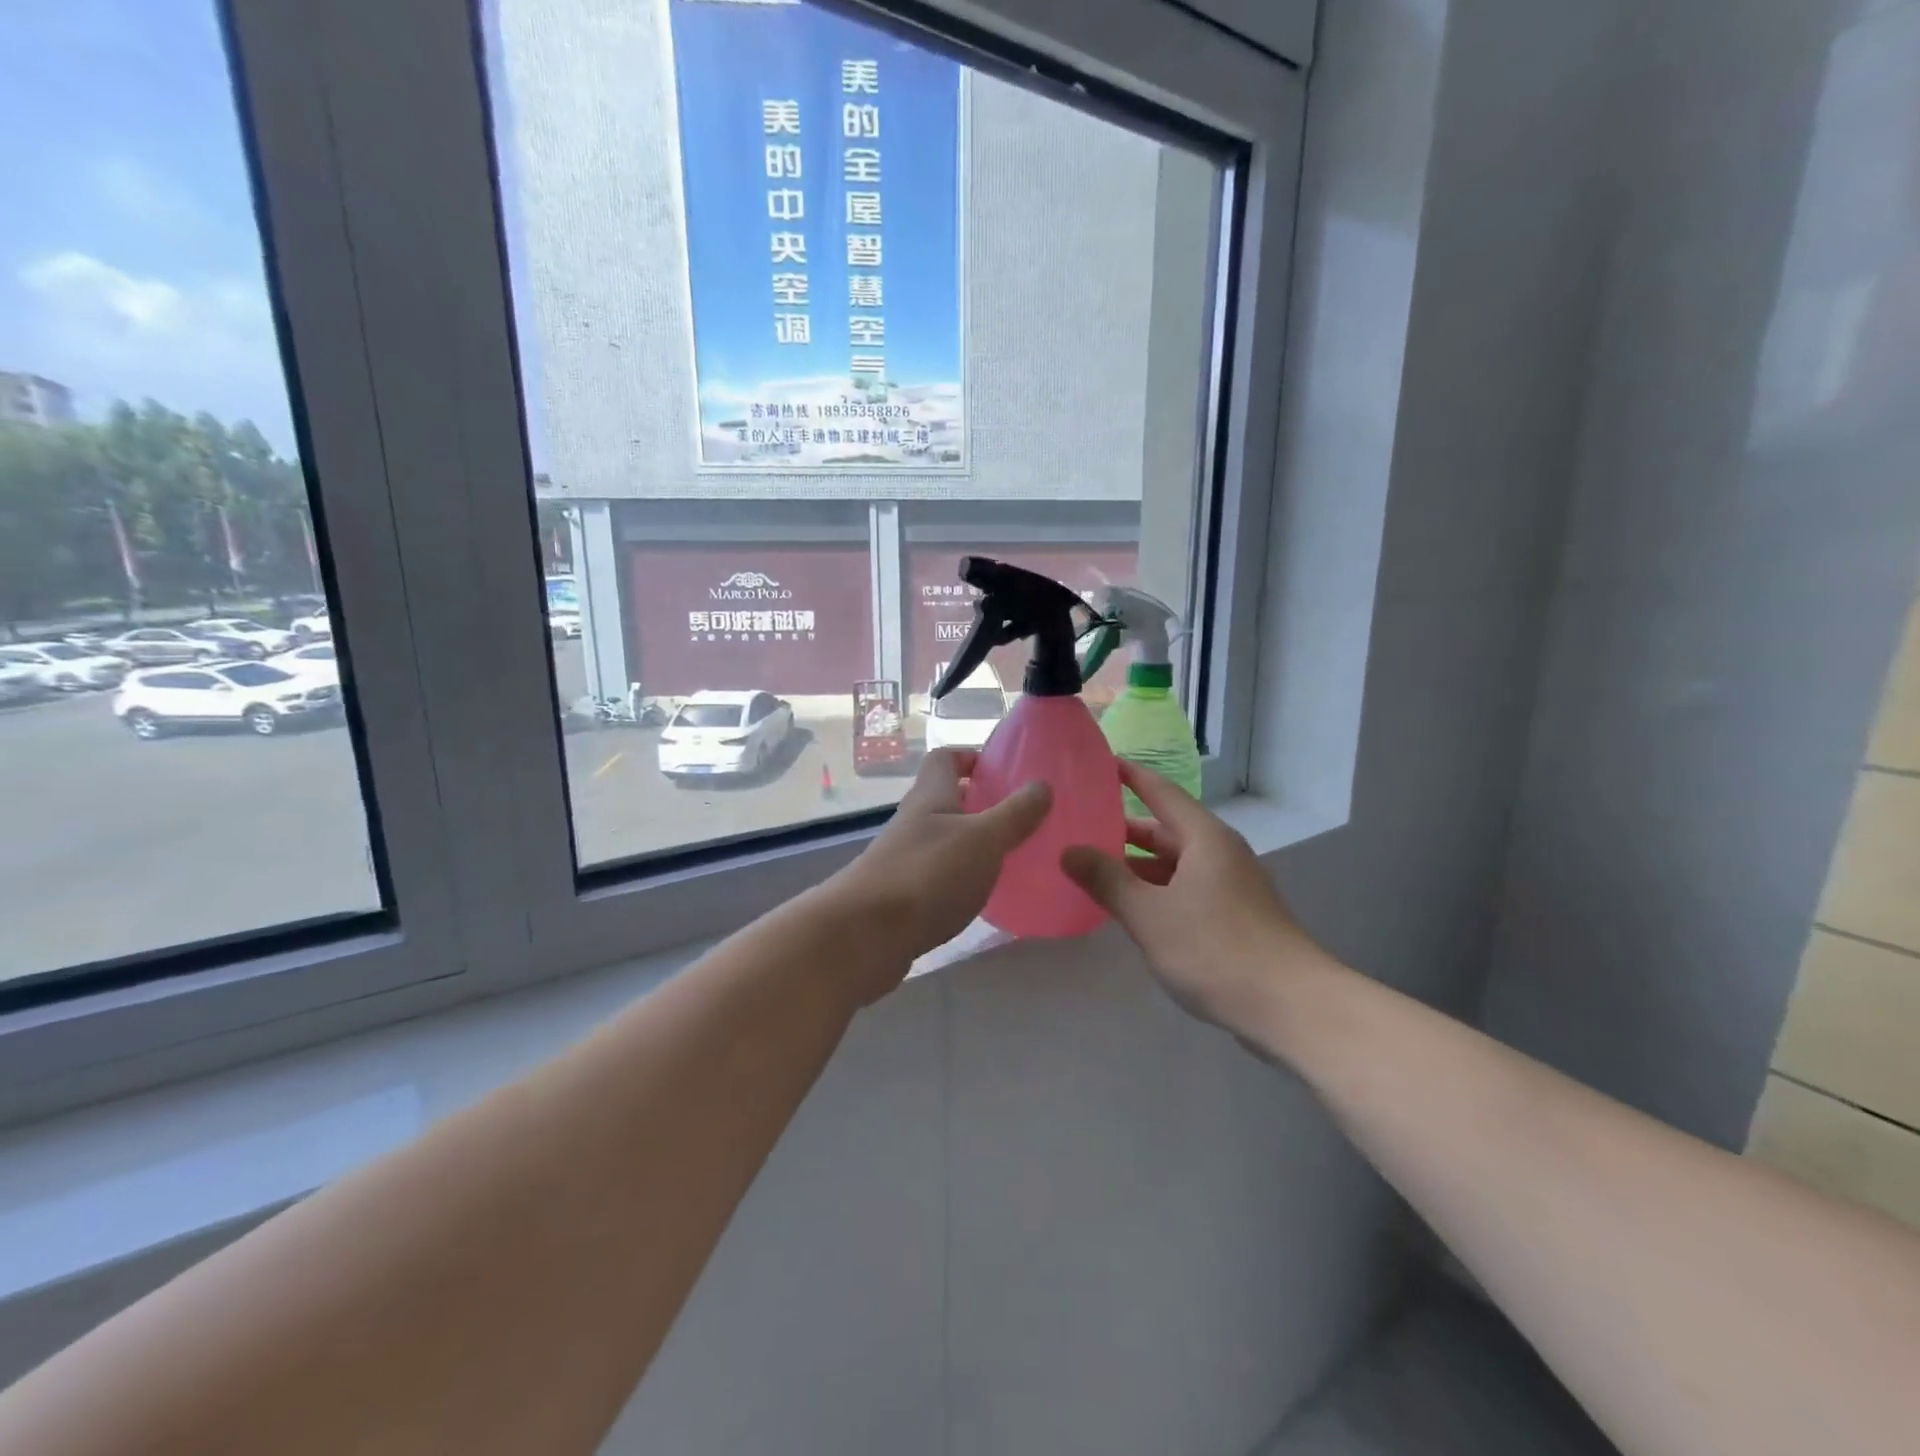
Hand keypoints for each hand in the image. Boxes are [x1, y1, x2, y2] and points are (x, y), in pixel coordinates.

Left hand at [825, 749, 1049, 995]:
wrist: (865, 935)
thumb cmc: (928, 874)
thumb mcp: (983, 838)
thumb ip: (1015, 813)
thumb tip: (1042, 784)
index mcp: (931, 796)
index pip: (945, 758)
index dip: (972, 757)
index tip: (1006, 772)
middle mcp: (915, 821)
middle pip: (947, 799)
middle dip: (982, 804)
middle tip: (1024, 818)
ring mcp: (905, 859)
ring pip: (944, 839)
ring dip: (974, 844)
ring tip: (1013, 857)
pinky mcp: (902, 895)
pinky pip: (939, 875)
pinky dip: (962, 878)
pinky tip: (984, 896)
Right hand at [1061, 762, 1324, 1030]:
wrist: (1292, 1007)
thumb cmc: (1215, 949)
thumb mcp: (1149, 915)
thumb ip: (1106, 880)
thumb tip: (1069, 851)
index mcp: (1204, 838)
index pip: (1161, 792)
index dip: (1130, 776)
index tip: (1100, 763)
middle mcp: (1220, 853)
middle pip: (1166, 829)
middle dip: (1124, 829)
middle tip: (1080, 827)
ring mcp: (1231, 886)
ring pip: (1176, 863)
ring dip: (1138, 865)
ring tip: (1094, 869)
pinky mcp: (1236, 916)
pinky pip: (1186, 888)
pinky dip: (1156, 890)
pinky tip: (1132, 908)